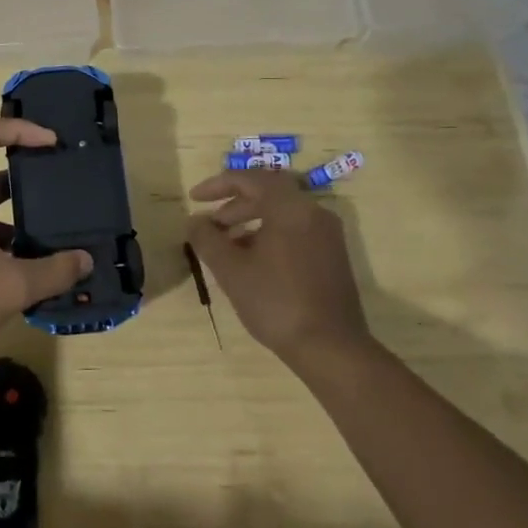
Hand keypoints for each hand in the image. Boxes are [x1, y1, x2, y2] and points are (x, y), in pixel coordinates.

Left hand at [0, 117, 92, 370]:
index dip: (18, 128)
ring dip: (16, 218)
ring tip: (52, 238)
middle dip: (27, 179)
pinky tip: (24, 274)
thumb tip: (85, 259)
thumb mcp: (10, 287)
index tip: (50, 142)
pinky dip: (0, 246)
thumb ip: (53, 272)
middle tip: (61, 192)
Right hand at [184, 169, 370, 369]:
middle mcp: (313, 212)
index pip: (250, 179)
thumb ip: (207, 239)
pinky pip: (296, 230)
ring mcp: (327, 234)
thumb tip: (194, 221)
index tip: (194, 199)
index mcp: (290, 207)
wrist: (332, 349)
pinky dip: (270, 234)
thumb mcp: (231, 270)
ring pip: (282, 212)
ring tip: (226, 244)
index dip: (218, 185)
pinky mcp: (333, 255)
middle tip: (209, 223)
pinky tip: (252, 261)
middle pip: (268, 193)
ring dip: (250, 220)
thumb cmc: (276, 302)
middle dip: (233, 204)